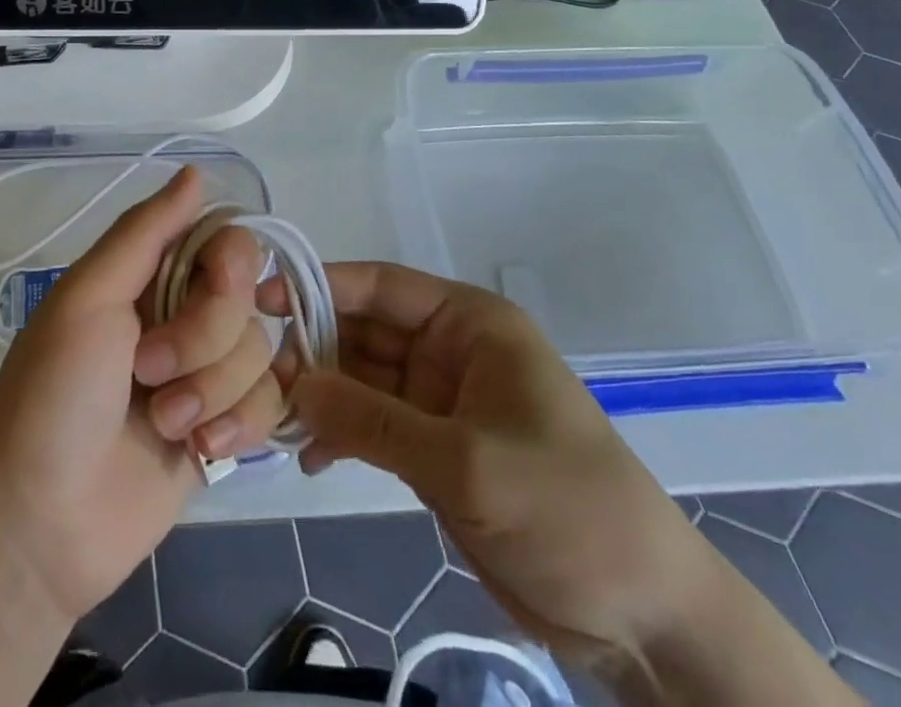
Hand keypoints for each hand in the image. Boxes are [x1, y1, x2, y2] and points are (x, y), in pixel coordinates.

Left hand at [0, 166, 285, 621]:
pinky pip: (269, 403)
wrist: (41, 526)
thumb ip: (145, 232)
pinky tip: (198, 452)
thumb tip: (196, 171)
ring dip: (210, 391)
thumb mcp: (88, 299)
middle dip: (204, 338)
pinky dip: (236, 426)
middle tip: (147, 371)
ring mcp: (205, 375)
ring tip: (160, 423)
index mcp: (149, 276)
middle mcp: (182, 316)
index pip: (224, 240)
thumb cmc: (53, 397)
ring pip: (258, 352)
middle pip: (246, 297)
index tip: (206, 287)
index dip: (227, 266)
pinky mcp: (223, 429)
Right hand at [265, 261, 702, 666]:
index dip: (321, 285)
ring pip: (362, 381)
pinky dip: (340, 436)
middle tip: (257, 377)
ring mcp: (440, 402)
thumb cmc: (565, 507)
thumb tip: (292, 385)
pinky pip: (372, 427)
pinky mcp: (435, 450)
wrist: (643, 614)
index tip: (261, 300)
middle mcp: (449, 350)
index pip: (382, 286)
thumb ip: (373, 421)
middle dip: (312, 350)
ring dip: (320, 396)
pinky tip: (307, 458)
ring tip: (271, 418)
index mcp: (468, 323)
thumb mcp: (464, 462)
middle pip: (364, 333)